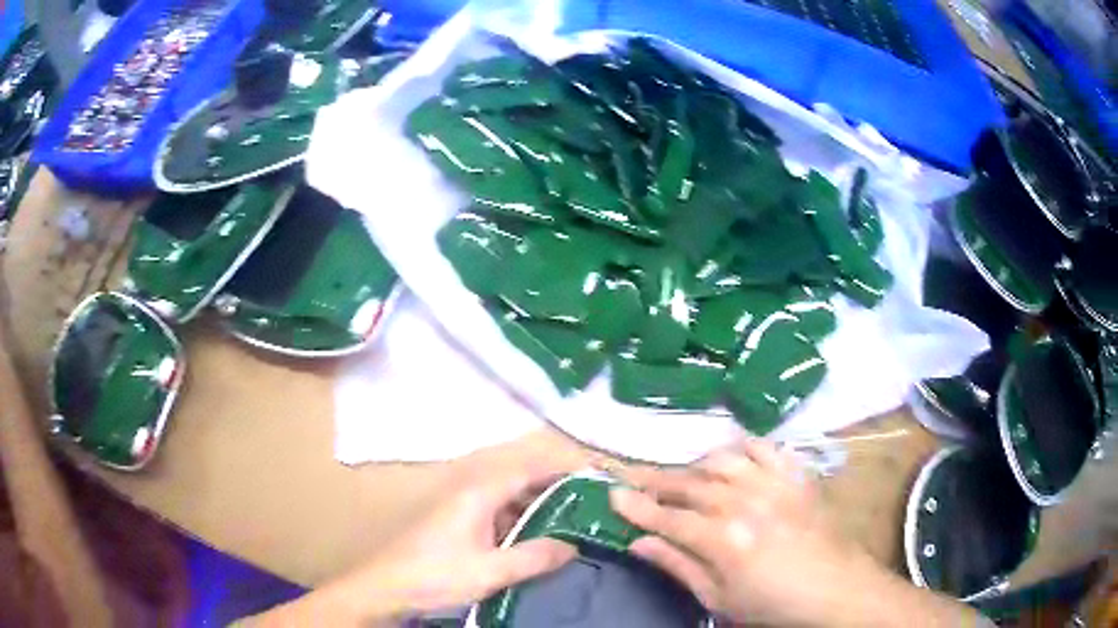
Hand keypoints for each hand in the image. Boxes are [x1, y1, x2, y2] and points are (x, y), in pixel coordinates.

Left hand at [251, 460, 576, 625]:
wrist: (385, 587)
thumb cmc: (435, 575)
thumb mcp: (489, 571)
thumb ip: (533, 557)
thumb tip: (572, 544)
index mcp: (478, 492)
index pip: (528, 467)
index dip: (562, 466)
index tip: (595, 473)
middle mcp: (470, 490)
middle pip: (520, 477)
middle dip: (556, 485)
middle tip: (591, 499)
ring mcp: (462, 506)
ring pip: (510, 496)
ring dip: (539, 504)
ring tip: (573, 518)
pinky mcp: (457, 522)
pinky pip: (498, 512)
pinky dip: (521, 519)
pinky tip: (536, 538)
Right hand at [610, 439, 982, 626]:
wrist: (834, 588)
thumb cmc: (772, 604)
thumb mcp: (719, 599)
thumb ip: (678, 566)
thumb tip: (639, 543)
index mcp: (723, 540)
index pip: (667, 516)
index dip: (636, 505)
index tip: (611, 493)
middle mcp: (745, 503)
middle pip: (690, 484)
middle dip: (655, 479)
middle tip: (630, 475)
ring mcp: (774, 484)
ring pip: (722, 460)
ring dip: (694, 464)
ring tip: (679, 473)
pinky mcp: (796, 477)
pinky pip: (764, 448)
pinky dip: (741, 447)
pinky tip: (730, 456)